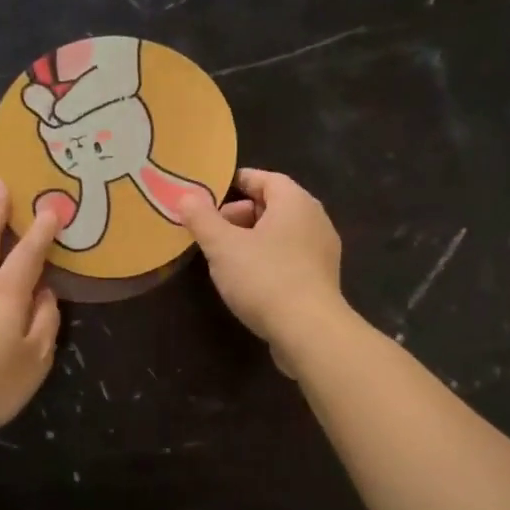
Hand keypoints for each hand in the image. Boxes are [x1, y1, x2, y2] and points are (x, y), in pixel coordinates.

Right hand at [180, 168, 352, 374]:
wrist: (309, 331)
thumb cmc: (264, 278)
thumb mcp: (222, 246)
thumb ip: (202, 218)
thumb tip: (187, 196)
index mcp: (295, 201)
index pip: (265, 178)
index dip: (236, 182)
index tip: (209, 193)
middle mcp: (315, 219)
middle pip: (273, 205)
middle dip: (239, 214)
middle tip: (212, 232)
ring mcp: (322, 250)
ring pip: (281, 233)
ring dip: (252, 239)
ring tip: (225, 257)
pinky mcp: (321, 279)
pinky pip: (290, 257)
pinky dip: (268, 259)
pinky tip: (249, 280)